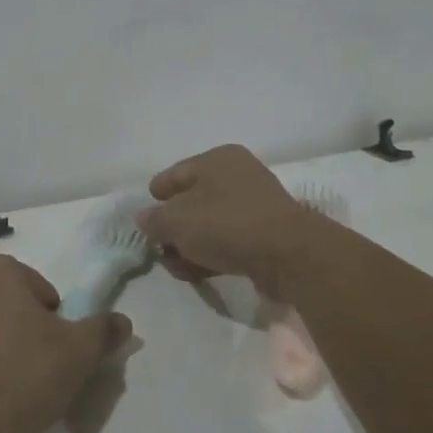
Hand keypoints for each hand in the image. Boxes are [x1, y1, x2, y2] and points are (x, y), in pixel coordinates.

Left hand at [0, 252, 130, 432]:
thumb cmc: (26, 377)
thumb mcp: (80, 352)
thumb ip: (104, 329)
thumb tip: (123, 322)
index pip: (37, 288)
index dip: (51, 319)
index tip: (51, 350)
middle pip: (3, 300)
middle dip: (17, 324)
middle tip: (31, 365)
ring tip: (3, 380)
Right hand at [135, 144, 320, 295]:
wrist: (288, 255)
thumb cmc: (226, 225)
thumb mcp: (177, 222)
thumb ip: (154, 220)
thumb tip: (144, 219)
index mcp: (217, 159)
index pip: (175, 173)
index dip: (157, 193)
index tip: (144, 214)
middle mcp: (237, 175)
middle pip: (192, 200)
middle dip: (172, 226)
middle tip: (158, 246)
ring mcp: (254, 205)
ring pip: (210, 223)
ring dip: (190, 244)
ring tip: (176, 266)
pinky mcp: (266, 233)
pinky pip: (228, 240)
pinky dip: (211, 253)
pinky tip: (196, 272)